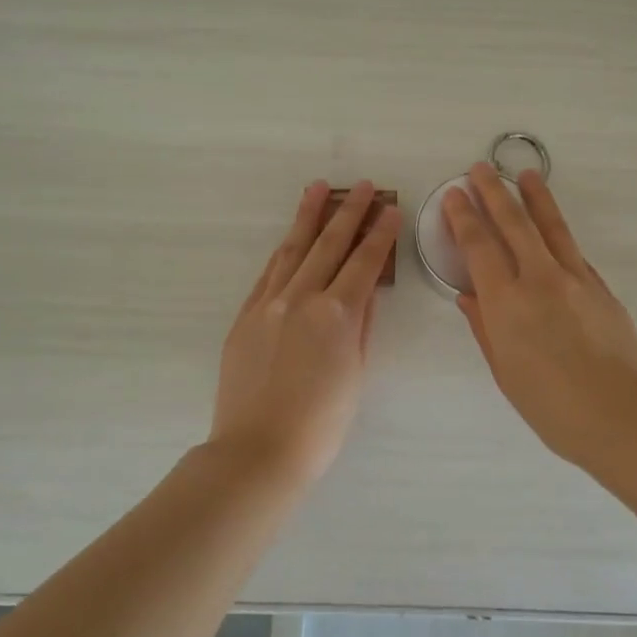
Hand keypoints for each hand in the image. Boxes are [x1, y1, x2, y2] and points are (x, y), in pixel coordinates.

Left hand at [210, 181, 400, 480]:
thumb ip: (360, 328)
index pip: (364, 263)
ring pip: (292, 249)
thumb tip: (365, 295)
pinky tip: (290, 238)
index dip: (380, 234)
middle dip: (348, 212)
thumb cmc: (320, 424)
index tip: (390, 209)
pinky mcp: (246, 316)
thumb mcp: (355, 375)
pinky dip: (283, 251)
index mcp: (337, 315)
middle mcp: (302, 298)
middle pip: (328, 245)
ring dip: (308, 217)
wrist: (258, 450)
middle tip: (361, 186)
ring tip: (318, 189)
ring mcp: (268, 304)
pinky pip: (268, 273)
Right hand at [444, 164, 636, 472]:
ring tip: (525, 175)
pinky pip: (573, 250)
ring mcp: (575, 279)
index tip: (454, 194)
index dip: (464, 217)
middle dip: (493, 192)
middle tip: (480, 169)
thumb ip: (485, 328)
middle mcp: (539, 279)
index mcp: (507, 303)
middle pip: (513, 224)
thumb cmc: (553, 407)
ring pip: (550, 227)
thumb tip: (469, 297)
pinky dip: (558, 231)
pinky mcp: (601, 287)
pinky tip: (553, 225)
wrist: (623, 416)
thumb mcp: (506, 372)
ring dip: (534, 197)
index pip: (479, 246)